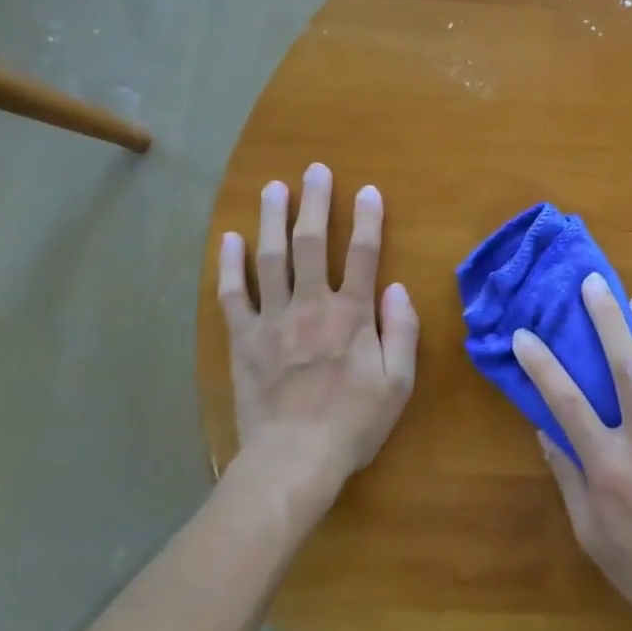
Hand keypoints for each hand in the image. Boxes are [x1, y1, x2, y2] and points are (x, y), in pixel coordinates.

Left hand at [217, 163, 417, 503]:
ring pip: (271, 257)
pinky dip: (230, 265)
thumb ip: (401, 330)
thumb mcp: (397, 382)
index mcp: (351, 314)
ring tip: (274, 187)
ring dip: (273, 218)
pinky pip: (233, 294)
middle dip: (315, 203)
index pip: (362, 254)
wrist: (293, 460)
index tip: (367, 190)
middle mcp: (311, 305)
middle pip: (311, 242)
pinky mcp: (243, 339)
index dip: (367, 219)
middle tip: (315, 170)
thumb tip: (397, 288)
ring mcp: (272, 319)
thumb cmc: (353, 423)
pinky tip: (230, 238)